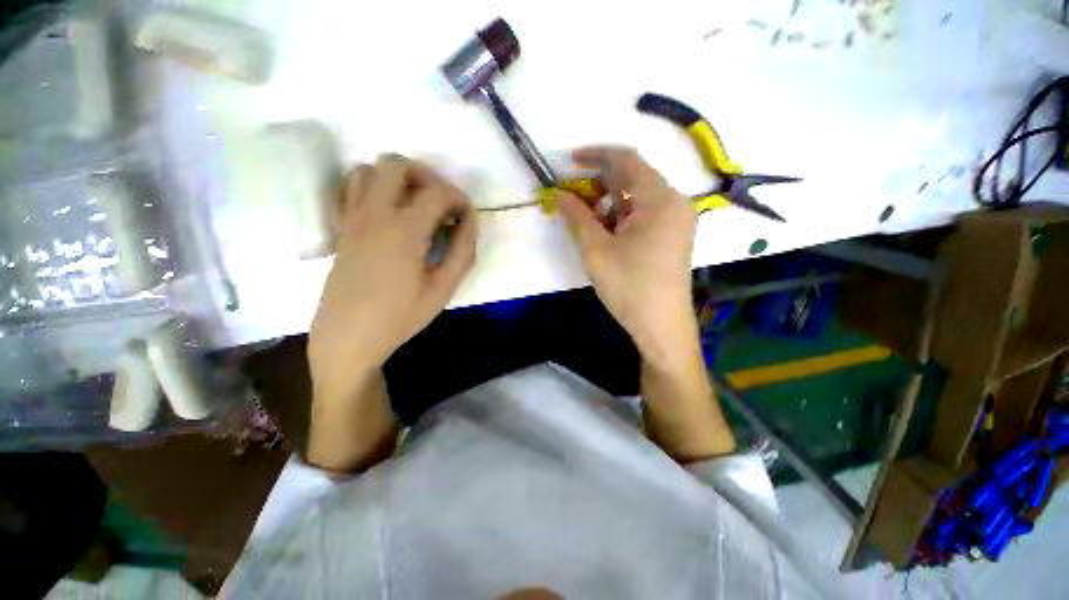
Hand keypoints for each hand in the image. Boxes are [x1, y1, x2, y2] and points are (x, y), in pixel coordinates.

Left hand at [308, 155, 476, 404]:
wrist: (348, 336)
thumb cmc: (400, 316)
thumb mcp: (443, 289)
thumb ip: (462, 252)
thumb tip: (469, 222)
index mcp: (404, 230)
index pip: (438, 193)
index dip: (460, 199)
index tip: (467, 217)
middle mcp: (374, 214)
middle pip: (397, 165)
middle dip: (426, 176)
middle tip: (441, 203)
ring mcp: (352, 218)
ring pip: (369, 170)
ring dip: (397, 178)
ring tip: (414, 204)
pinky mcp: (341, 228)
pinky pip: (349, 189)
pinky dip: (371, 187)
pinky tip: (386, 211)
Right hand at [558, 147, 696, 364]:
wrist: (661, 327)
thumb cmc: (629, 287)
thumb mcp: (596, 250)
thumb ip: (576, 217)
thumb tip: (558, 193)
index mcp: (660, 199)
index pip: (626, 160)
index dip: (595, 155)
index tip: (569, 161)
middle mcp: (674, 202)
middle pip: (633, 177)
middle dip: (599, 182)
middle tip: (571, 195)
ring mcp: (676, 220)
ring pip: (636, 197)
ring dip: (608, 201)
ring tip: (585, 218)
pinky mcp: (672, 235)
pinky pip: (643, 214)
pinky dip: (621, 216)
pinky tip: (605, 231)